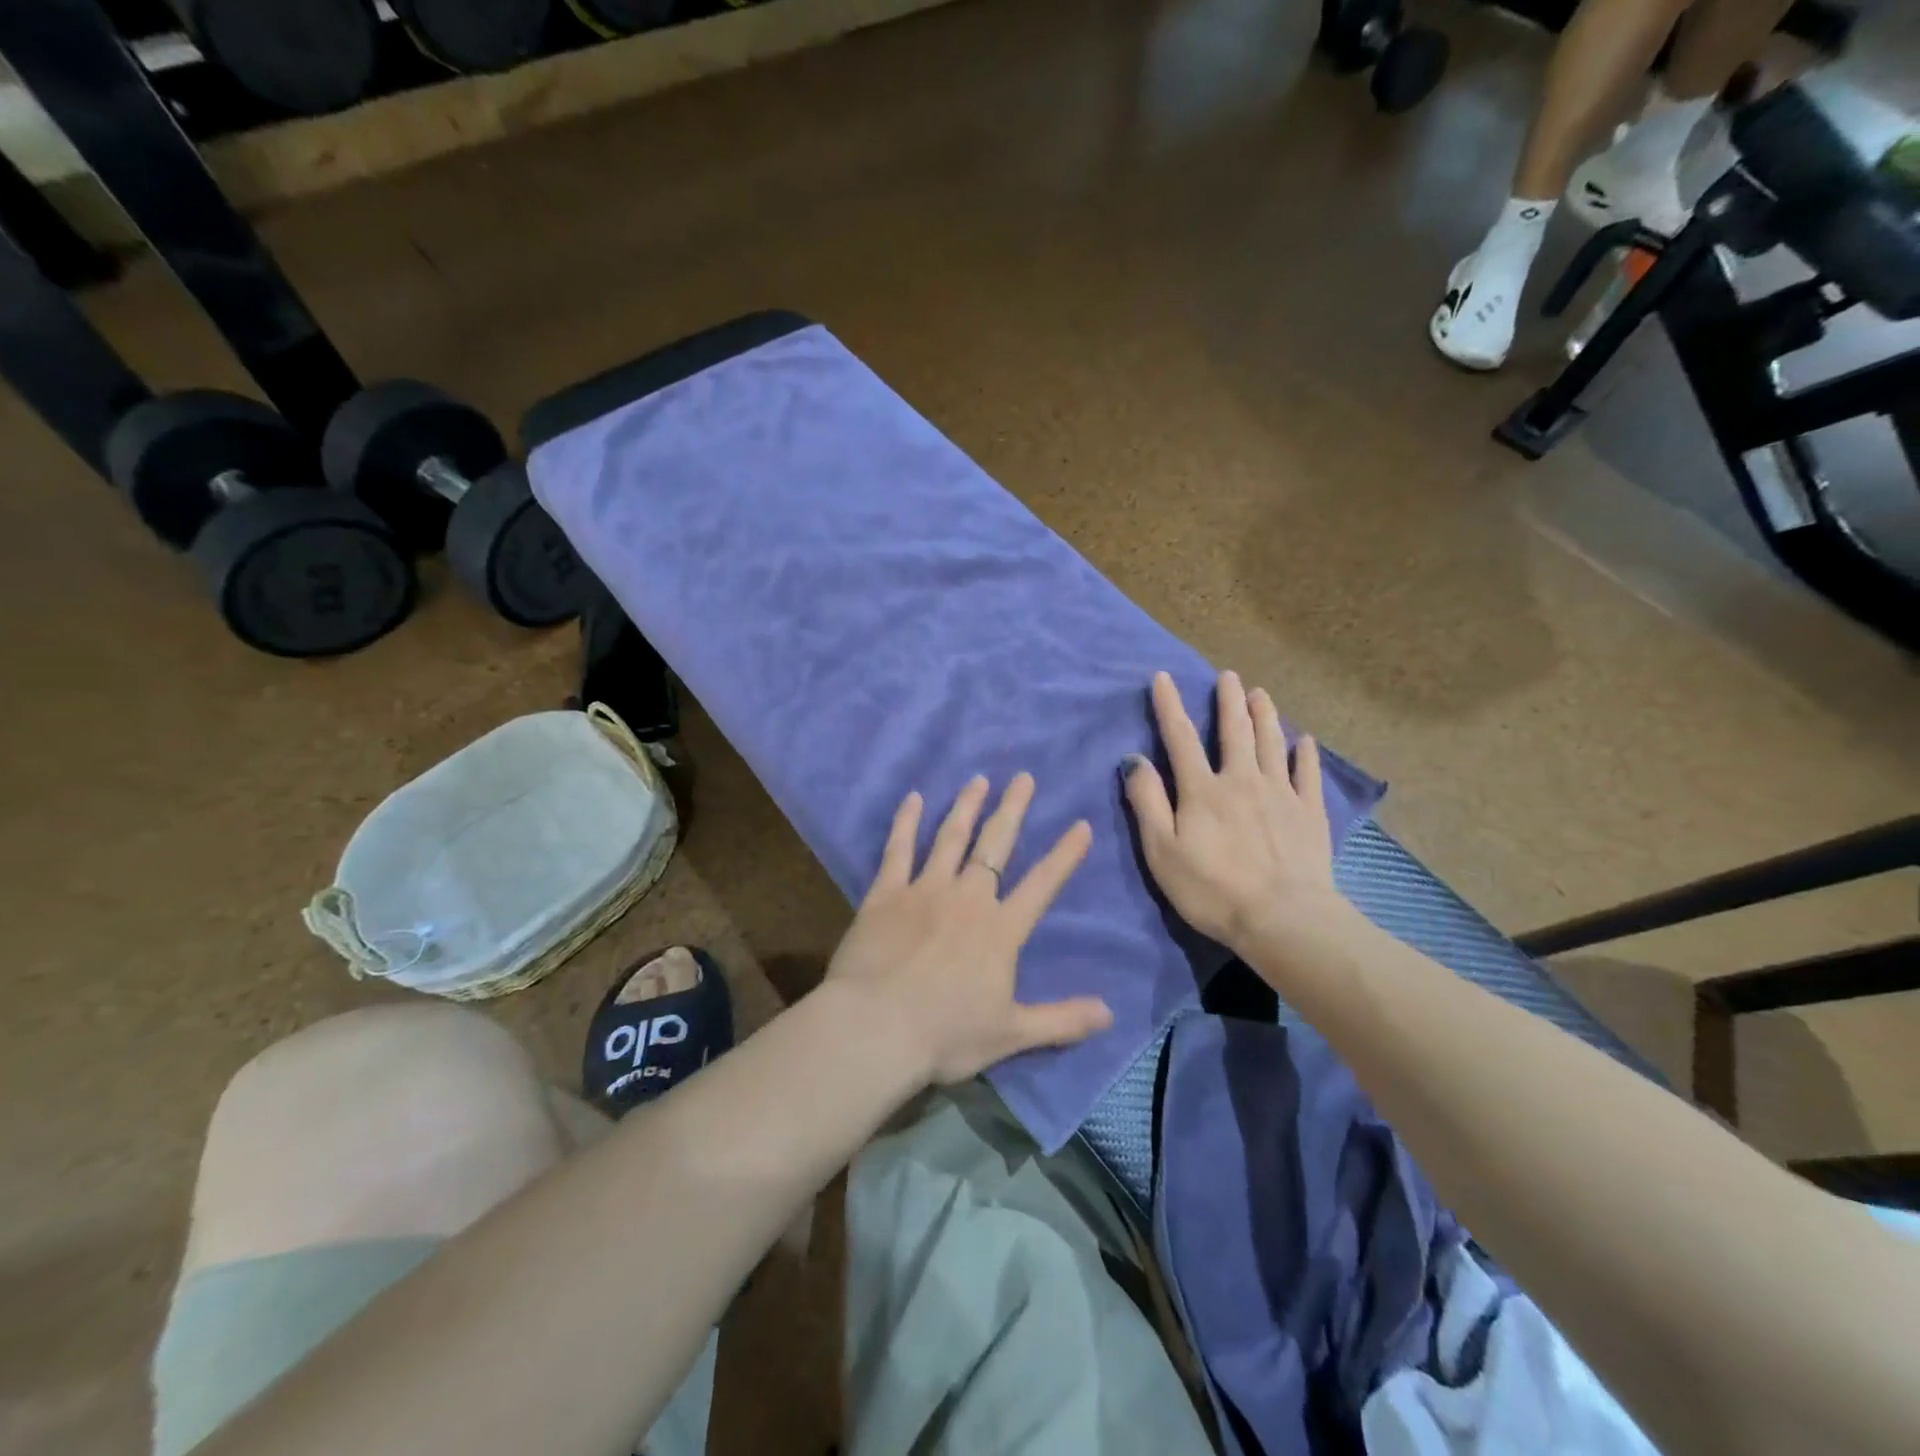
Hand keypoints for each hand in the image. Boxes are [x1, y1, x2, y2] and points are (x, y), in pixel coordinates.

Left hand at [824, 774, 1113, 1084]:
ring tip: (978, 780)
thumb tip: (1110, 1013)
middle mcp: (967, 898)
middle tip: (1022, 777)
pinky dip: (906, 822)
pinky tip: (913, 799)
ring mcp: (925, 890)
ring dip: (966, 807)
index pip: (1042, 885)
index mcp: (1000, 929)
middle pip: (995, 845)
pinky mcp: (886, 893)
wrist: (875, 1027)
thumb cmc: (946, 1033)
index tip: (1081, 824)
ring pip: (950, 838)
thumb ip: (1062, 1020)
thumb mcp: (1012, 1034)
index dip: (1064, 855)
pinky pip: (897, 849)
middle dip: (1012, 809)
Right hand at [1123, 670, 1341, 950]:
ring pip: (1272, 744)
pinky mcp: (1309, 813)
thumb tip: (1134, 759)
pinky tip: (1304, 741)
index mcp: (1203, 790)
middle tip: (1228, 676)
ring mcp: (1281, 794)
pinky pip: (1307, 774)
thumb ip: (1147, 802)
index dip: (1169, 706)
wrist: (1282, 918)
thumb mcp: (1162, 850)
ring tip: (1261, 693)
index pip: (1180, 738)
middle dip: (1228, 700)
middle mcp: (1242, 780)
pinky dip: (1305, 754)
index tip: (1163, 678)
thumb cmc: (1212, 889)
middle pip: (1235, 731)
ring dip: (1265, 715)